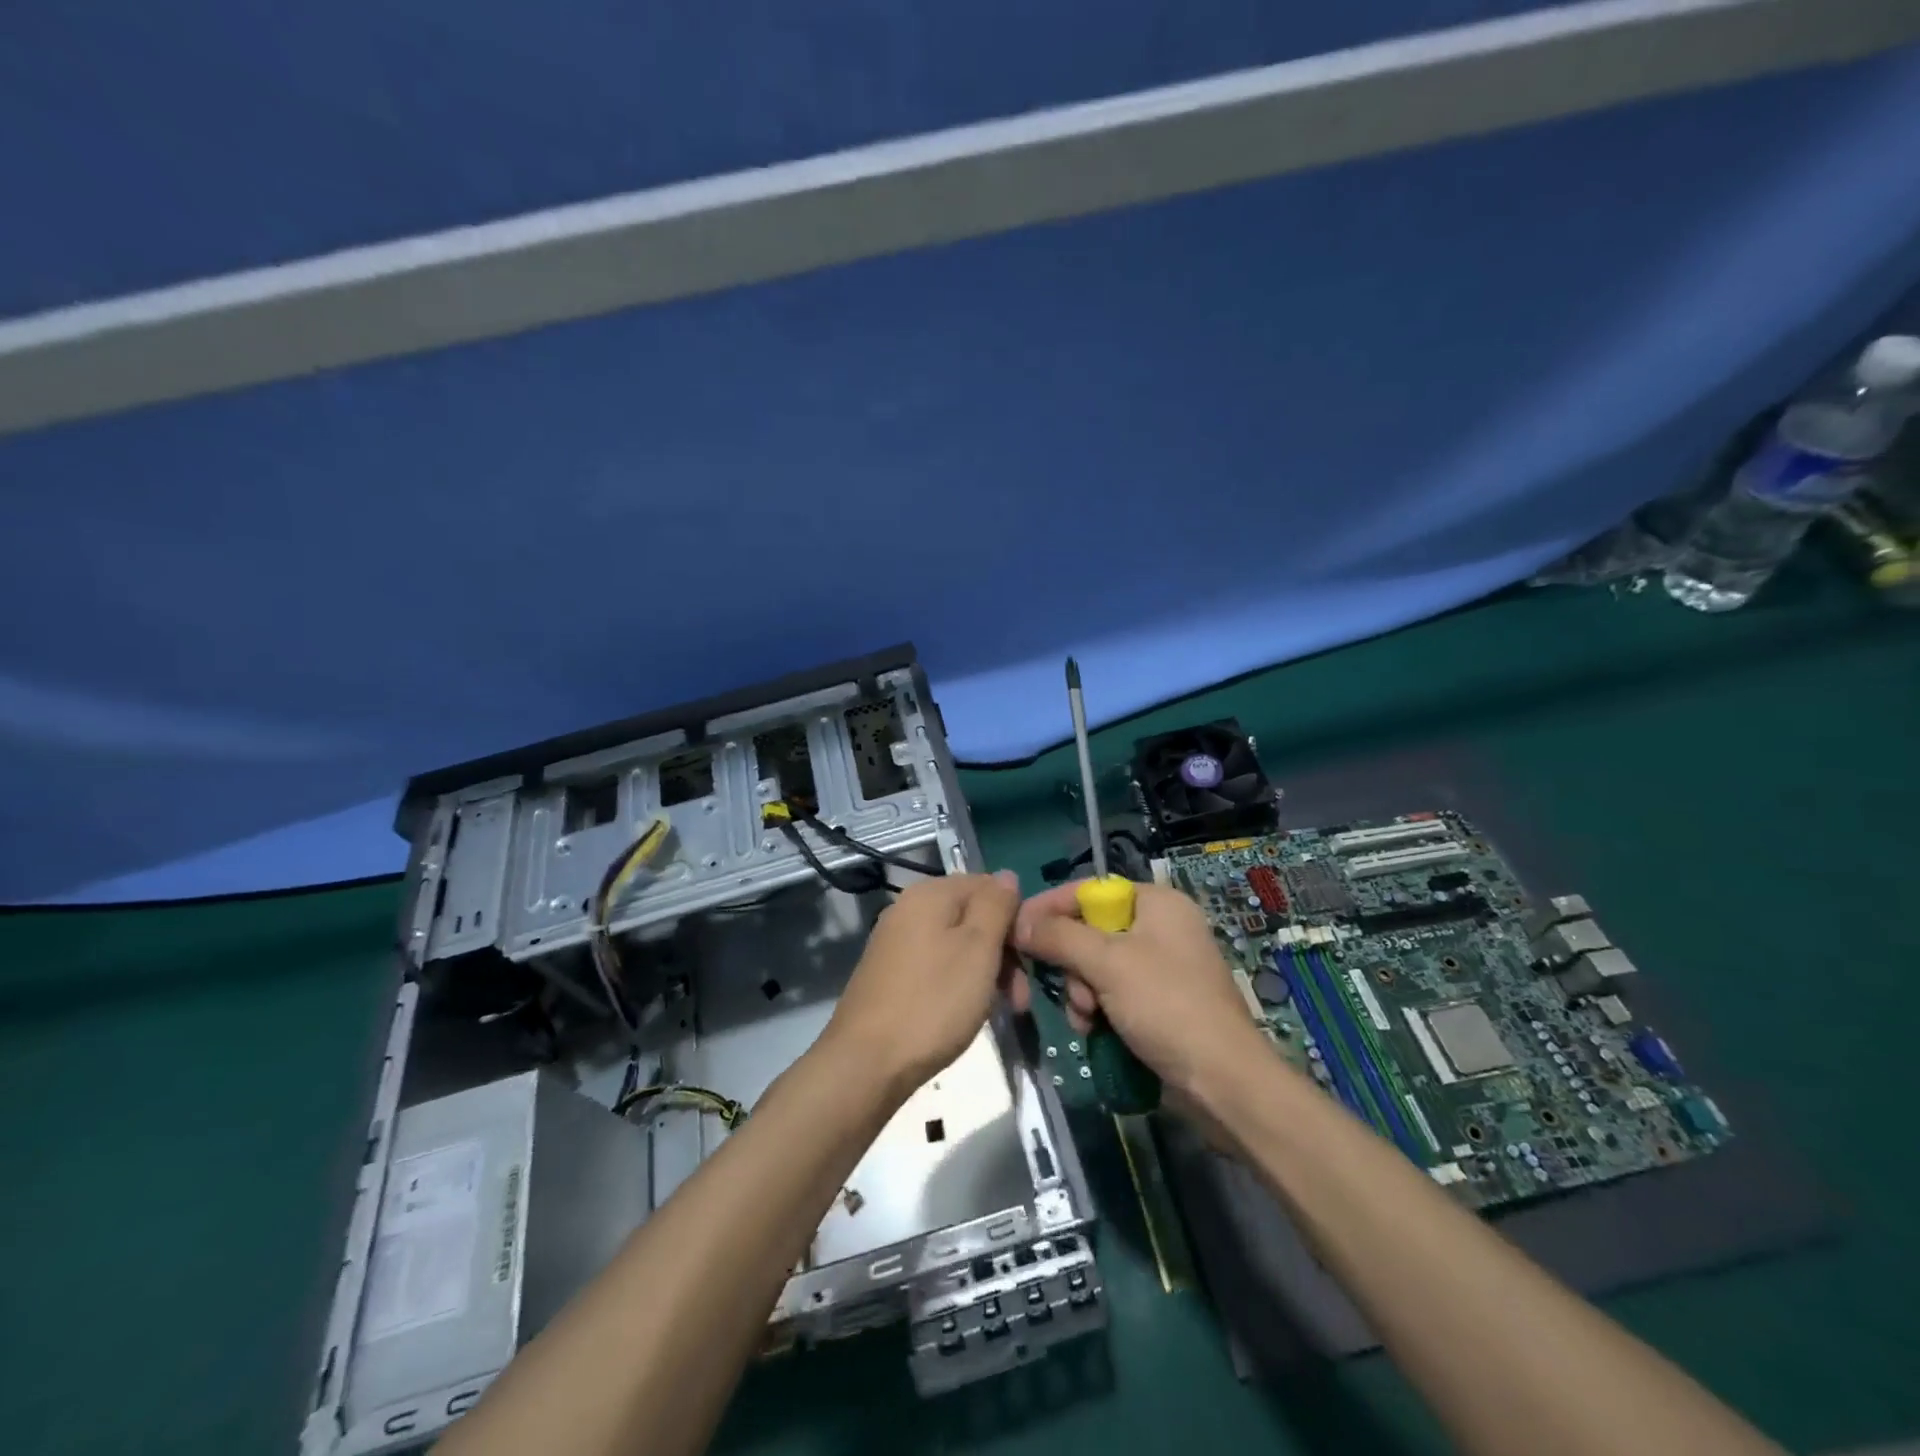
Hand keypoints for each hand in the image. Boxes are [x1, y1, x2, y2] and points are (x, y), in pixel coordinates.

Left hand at [823, 872, 1021, 1095]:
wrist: (867, 1063)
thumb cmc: (933, 1001)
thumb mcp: (978, 948)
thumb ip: (996, 905)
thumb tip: (1007, 876)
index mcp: (930, 893)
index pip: (988, 885)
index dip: (1014, 918)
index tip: (1029, 958)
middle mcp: (909, 909)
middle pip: (972, 916)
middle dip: (1002, 951)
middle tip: (1018, 998)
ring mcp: (896, 942)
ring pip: (957, 944)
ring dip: (984, 972)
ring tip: (999, 1011)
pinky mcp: (890, 973)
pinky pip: (937, 965)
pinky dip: (958, 983)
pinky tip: (966, 1012)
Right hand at [1012, 881, 1267, 1096]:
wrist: (1224, 1083)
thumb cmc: (1168, 1007)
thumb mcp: (1108, 964)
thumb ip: (1059, 937)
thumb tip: (1018, 922)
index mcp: (1156, 903)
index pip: (1088, 890)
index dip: (1049, 908)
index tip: (1016, 930)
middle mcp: (1160, 927)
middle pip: (1089, 930)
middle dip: (1071, 963)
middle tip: (1071, 992)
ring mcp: (1161, 966)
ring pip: (1095, 966)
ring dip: (1081, 992)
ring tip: (1086, 1019)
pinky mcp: (1159, 1001)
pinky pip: (1111, 992)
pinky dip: (1097, 1008)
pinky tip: (1094, 1030)